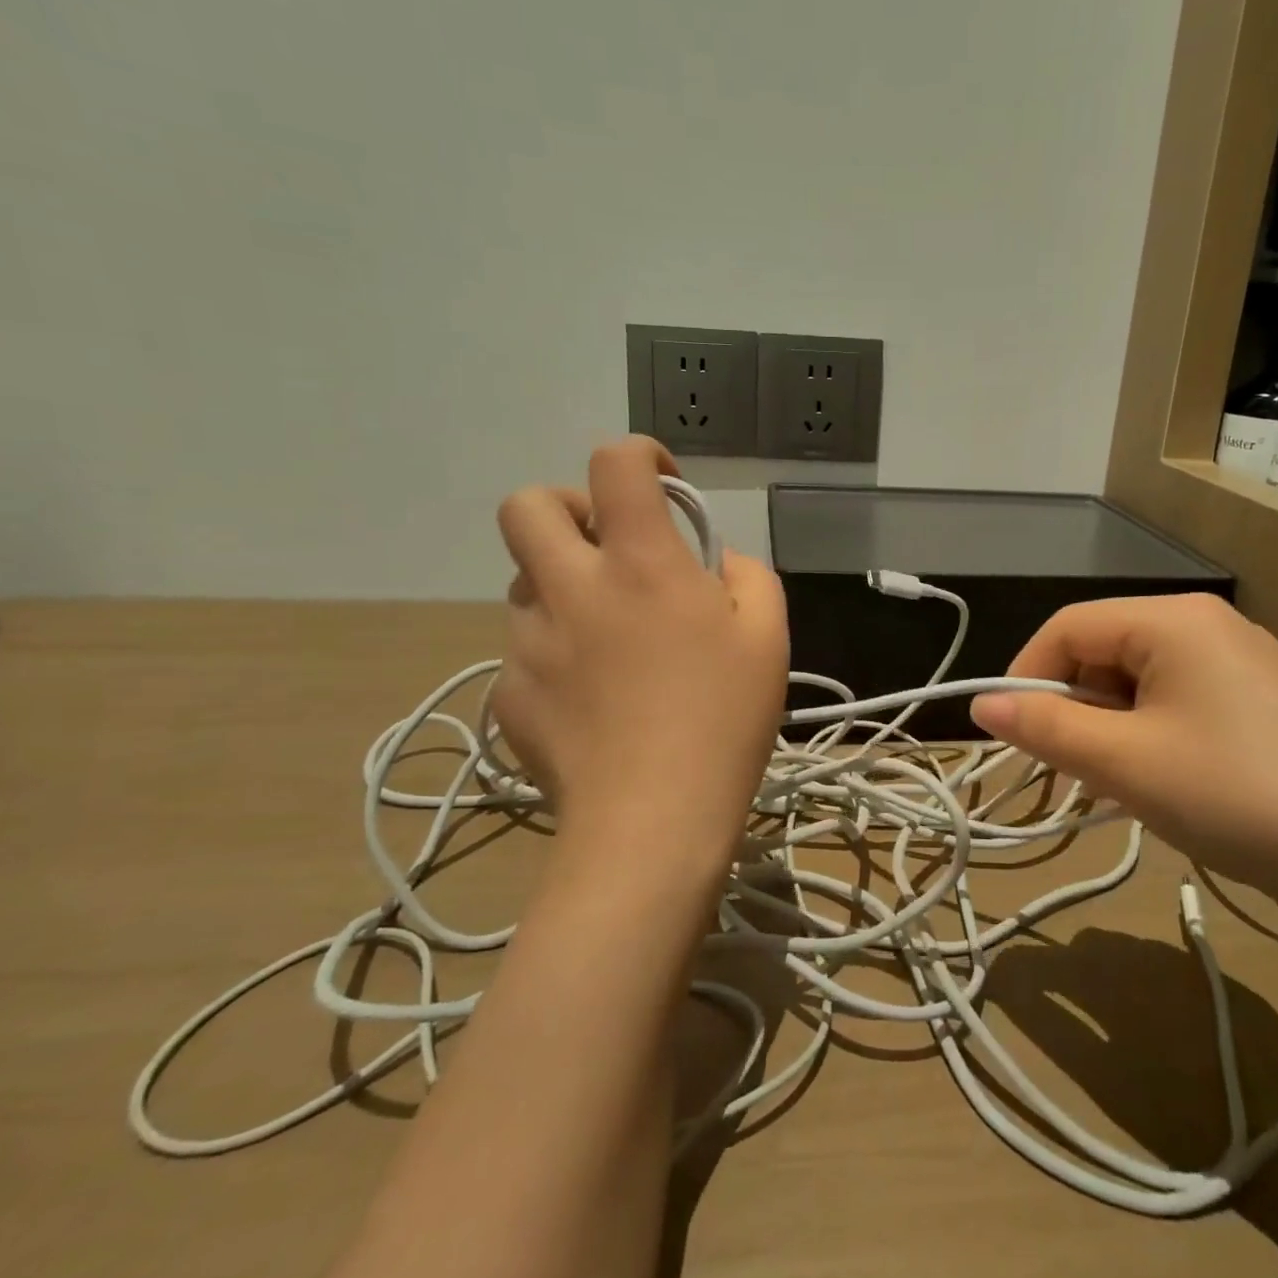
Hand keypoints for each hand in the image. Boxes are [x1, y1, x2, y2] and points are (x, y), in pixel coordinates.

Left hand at [491, 438, 788, 878]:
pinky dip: (556, 654)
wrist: (651, 824)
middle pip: (528, 504)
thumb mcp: (769, 639)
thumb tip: (717, 564)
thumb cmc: (724, 722)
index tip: (662, 484)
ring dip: (564, 587)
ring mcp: (529, 641)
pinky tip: (592, 701)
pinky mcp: (508, 693)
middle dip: (566, 506)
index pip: (616, 463)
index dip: (639, 454)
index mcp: (642, 564)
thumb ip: (749, 578)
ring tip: (608, 640)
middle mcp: (574, 588)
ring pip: (526, 582)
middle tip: (607, 548)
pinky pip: (524, 650)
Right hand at [969, 594, 1277, 933]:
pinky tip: (1166, 782)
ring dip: (1111, 726)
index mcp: (1173, 619)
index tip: (1012, 735)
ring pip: (1141, 680)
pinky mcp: (1266, 701)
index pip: (1068, 626)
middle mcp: (1209, 625)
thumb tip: (981, 705)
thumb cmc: (1234, 794)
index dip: (1027, 675)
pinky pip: (1181, 700)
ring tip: (1119, 784)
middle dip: (1073, 707)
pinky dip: (1152, 734)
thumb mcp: (1124, 763)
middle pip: (1105, 650)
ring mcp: (1244, 662)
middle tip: (1070, 770)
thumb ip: (1045, 729)